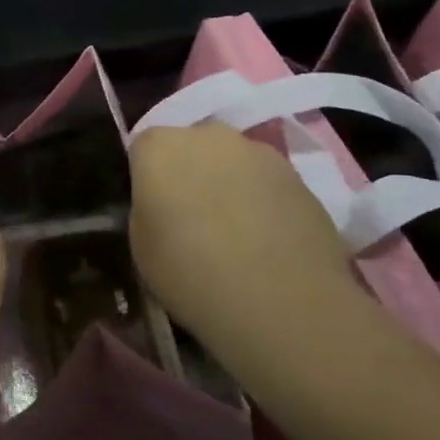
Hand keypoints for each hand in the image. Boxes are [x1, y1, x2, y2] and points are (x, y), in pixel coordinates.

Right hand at [128, 124, 354, 344]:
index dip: (146, 177)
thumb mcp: (140, 244)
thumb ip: (147, 208)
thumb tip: (161, 203)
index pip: (142, 148)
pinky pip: (267, 183)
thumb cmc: (190, 273)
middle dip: (189, 172)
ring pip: (233, 162)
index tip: (152, 209)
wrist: (282, 303)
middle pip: (191, 146)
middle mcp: (209, 136)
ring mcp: (259, 152)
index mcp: (160, 147)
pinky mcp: (300, 177)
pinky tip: (266, 242)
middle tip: (190, 218)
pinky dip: (262, 202)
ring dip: (228, 184)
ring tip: (234, 234)